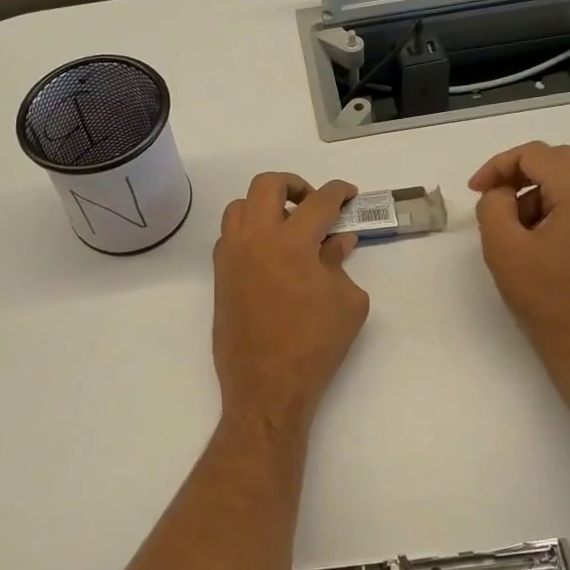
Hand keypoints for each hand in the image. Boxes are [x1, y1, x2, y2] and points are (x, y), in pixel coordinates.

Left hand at [213, 174, 370, 430]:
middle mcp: (255, 239)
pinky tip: (269, 254)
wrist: (268, 385)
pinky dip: (248, 232)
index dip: (338, 192)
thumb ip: (341, 263)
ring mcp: (232, 256)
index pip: (319, 201)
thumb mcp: (347, 302)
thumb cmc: (315, 345)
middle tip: (312, 204)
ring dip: (264, 206)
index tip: (348, 195)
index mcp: (292, 242)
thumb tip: (337, 241)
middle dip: (293, 184)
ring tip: (286, 227)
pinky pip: (229, 236)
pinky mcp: (220, 276)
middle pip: (266, 185)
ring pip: (239, 207)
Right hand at [470, 142, 569, 371]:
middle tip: (490, 198)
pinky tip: (533, 241)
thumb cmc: (547, 298)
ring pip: (569, 183)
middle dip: (518, 173)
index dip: (499, 165)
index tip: (475, 190)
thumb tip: (501, 194)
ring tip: (510, 227)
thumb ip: (494, 206)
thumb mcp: (504, 248)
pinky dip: (551, 209)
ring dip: (534, 193)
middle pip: (558, 162)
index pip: (538, 155)